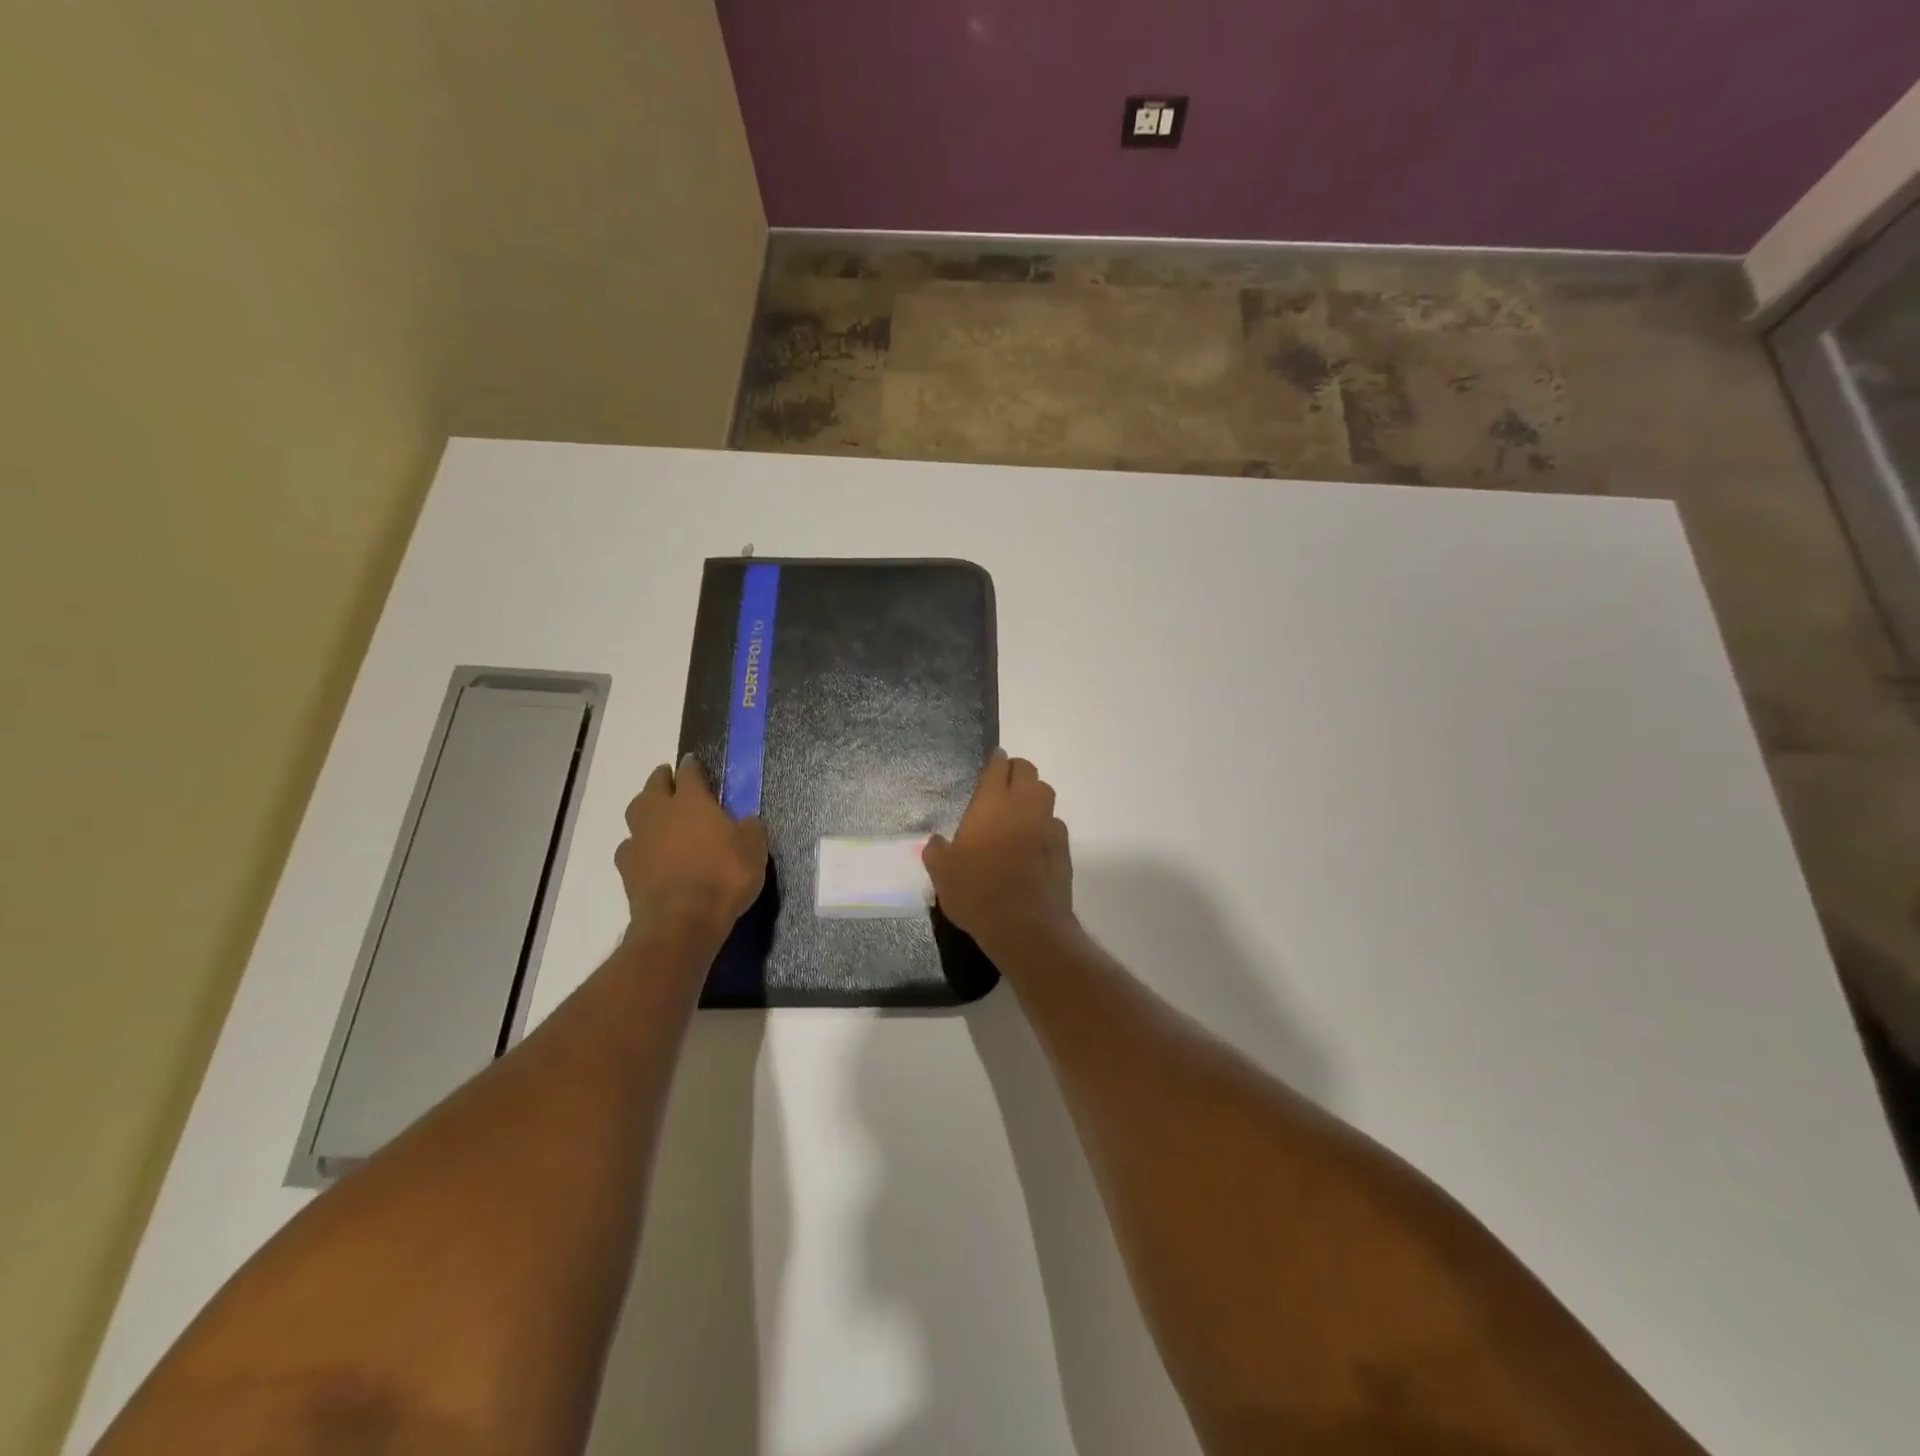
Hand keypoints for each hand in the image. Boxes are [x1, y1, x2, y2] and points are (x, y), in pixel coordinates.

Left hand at [615, 755, 767, 935]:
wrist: (682, 921)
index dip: (692, 765)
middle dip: (662, 779)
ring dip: (645, 808)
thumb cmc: (724, 876)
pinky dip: (638, 844)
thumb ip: (750, 829)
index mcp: (691, 801)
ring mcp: (639, 840)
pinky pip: (630, 846)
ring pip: (636, 812)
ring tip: (657, 813)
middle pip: (654, 786)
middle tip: (670, 779)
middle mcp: (660, 813)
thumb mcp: (753, 850)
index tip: (694, 762)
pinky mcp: (627, 868)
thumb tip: (747, 820)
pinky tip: (648, 853)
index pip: (689, 772)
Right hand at [925, 750, 1074, 947]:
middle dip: (1016, 771)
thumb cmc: (977, 892)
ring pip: (1045, 794)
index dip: (995, 761)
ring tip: (1018, 813)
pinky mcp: (1064, 848)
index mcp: (992, 803)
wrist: (1025, 926)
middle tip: (1003, 785)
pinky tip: (1033, 844)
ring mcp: (1048, 826)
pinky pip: (1054, 825)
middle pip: (1028, 771)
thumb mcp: (942, 873)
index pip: (998, 766)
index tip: (992, 761)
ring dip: (1033, 796)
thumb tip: (936, 842)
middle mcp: (1024, 806)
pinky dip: (1044, 826)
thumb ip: (937, 851)